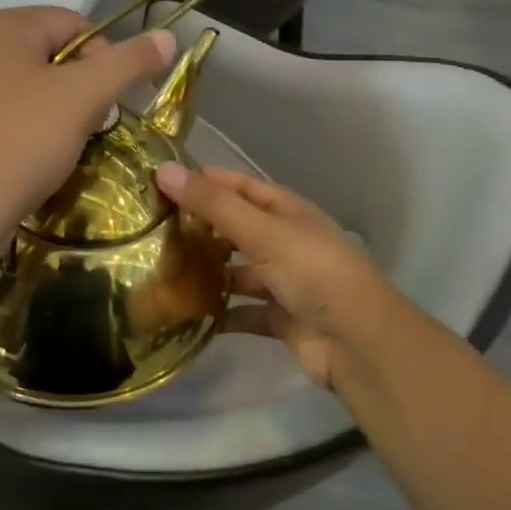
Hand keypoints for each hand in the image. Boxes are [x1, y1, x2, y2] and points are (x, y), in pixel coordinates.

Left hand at [0, 7, 175, 257]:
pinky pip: (11, 114)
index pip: (76, 24)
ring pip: (35, 87)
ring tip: (62, 147)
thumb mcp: (84, 96)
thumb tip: (168, 36)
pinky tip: (35, 159)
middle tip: (87, 127)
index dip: (105, 59)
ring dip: (61, 113)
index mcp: (3, 25)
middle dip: (83, 89)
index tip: (108, 103)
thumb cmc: (21, 141)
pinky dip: (32, 131)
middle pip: (56, 55)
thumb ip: (129, 62)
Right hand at [154, 163, 390, 387]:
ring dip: (207, 272)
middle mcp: (284, 241)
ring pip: (237, 270)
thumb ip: (213, 204)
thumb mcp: (261, 231)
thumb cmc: (312, 271)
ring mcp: (283, 280)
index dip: (205, 181)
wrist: (358, 341)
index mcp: (285, 211)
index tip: (161, 182)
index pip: (239, 186)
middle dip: (200, 228)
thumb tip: (163, 168)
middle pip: (235, 228)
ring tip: (161, 272)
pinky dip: (220, 313)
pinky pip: (242, 311)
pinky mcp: (280, 317)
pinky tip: (186, 314)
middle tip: (152, 230)